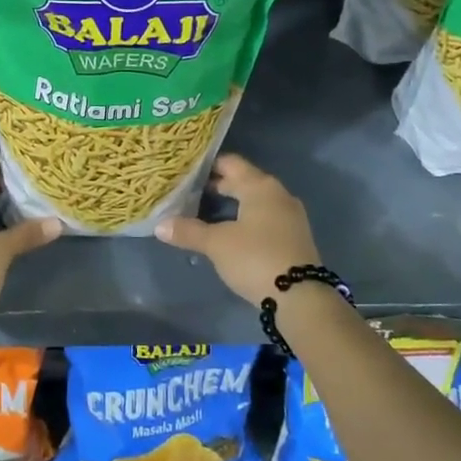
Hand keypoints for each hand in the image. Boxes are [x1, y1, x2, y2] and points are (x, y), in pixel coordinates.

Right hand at [155, 153, 319, 306]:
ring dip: (232, 204)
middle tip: (188, 191)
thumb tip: (159, 225)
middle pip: (243, 181)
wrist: (301, 297)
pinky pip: (264, 217)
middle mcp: (277, 194)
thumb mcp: (216, 244)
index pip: (230, 163)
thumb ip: (188, 231)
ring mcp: (289, 216)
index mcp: (260, 186)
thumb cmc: (255, 258)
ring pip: (254, 200)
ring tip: (204, 211)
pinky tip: (229, 231)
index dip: (207, 165)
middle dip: (217, 185)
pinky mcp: (293, 237)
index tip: (185, 170)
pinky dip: (245, 218)